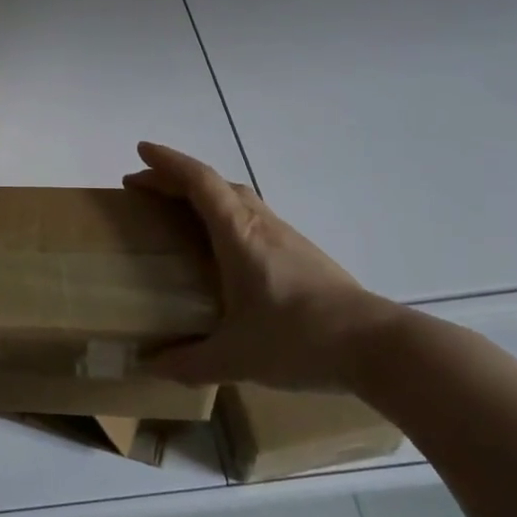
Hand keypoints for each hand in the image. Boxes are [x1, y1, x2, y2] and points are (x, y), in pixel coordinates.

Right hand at [124, 142, 394, 392]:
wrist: (376, 347)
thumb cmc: (298, 340)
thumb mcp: (235, 357)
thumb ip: (188, 362)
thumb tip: (148, 365)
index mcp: (238, 235)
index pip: (199, 182)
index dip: (167, 163)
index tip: (140, 151)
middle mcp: (260, 224)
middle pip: (215, 183)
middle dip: (175, 178)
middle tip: (144, 187)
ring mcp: (285, 236)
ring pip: (238, 198)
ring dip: (202, 194)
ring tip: (176, 213)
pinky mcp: (301, 253)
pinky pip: (252, 218)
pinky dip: (225, 216)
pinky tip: (222, 248)